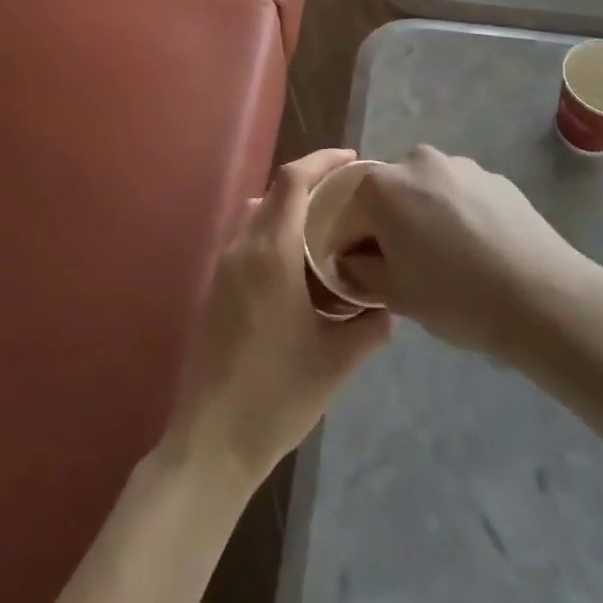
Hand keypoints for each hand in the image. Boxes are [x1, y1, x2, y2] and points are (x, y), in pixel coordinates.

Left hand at [164, 150, 391, 489]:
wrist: (211, 442)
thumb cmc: (278, 395)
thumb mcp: (336, 361)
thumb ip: (369, 327)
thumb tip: (390, 307)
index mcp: (271, 252)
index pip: (293, 180)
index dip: (322, 160)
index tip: (351, 160)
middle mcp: (242, 248)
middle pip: (273, 192)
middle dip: (308, 185)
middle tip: (345, 199)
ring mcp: (222, 269)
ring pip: (255, 216)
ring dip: (286, 210)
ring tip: (322, 233)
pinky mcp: (213, 291)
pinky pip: (243, 242)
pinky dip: (269, 236)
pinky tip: (294, 271)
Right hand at [337, 145, 587, 363]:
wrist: (543, 296)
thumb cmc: (456, 297)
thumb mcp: (395, 295)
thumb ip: (360, 271)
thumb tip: (353, 259)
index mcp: (382, 186)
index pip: (349, 215)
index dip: (350, 247)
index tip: (362, 275)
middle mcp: (416, 161)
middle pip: (388, 195)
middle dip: (389, 226)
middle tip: (407, 269)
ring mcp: (460, 164)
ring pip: (426, 192)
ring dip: (425, 218)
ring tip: (449, 262)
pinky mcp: (494, 177)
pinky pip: (461, 195)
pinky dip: (459, 216)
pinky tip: (478, 252)